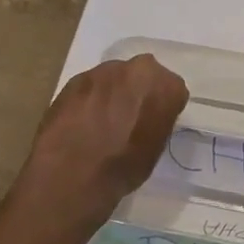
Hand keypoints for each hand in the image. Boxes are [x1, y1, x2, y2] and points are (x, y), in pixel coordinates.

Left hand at [16, 55, 188, 233]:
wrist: (71, 175)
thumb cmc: (123, 167)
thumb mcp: (156, 148)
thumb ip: (157, 122)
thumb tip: (148, 119)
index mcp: (166, 85)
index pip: (173, 91)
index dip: (163, 108)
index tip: (154, 123)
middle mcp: (137, 69)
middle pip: (144, 76)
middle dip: (138, 92)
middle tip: (129, 118)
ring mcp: (103, 71)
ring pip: (115, 78)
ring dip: (112, 94)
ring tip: (101, 122)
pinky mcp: (74, 79)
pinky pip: (90, 87)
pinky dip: (89, 100)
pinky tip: (82, 123)